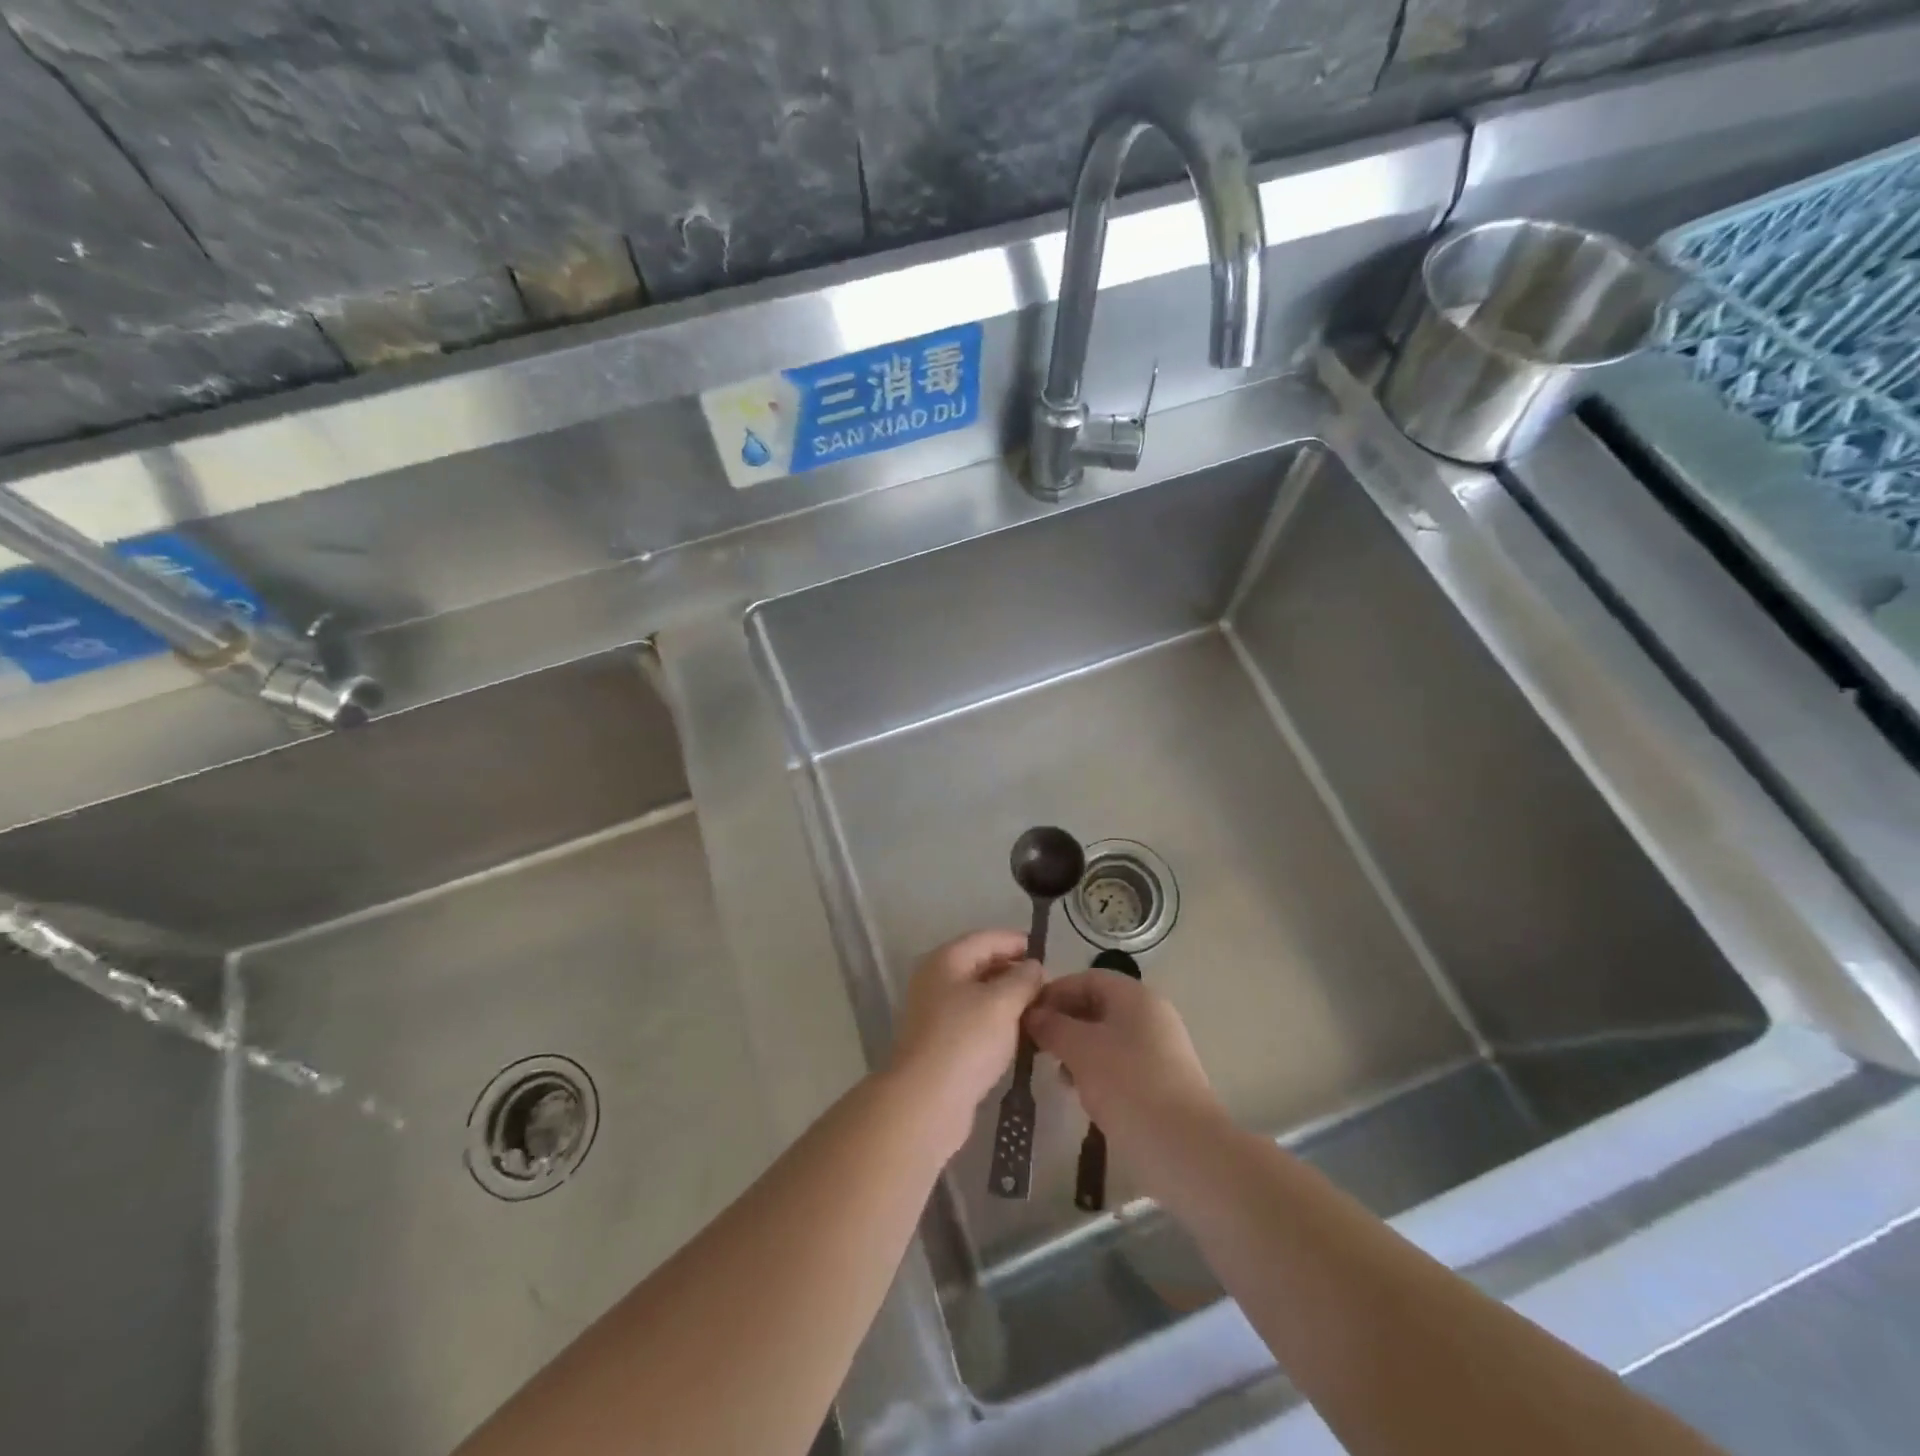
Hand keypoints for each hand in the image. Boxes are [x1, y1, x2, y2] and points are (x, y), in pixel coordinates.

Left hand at [889, 929, 1043, 1156]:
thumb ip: (1023, 979)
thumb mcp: (1003, 1003)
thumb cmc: (966, 1040)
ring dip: (1006, 998)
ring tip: (1037, 1009)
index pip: (986, 938)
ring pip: (977, 994)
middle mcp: (936, 979)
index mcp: (946, 959)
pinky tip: (1018, 1035)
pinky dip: (996, 1021)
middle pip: (980, 964)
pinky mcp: (940, 1041)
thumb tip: (1033, 966)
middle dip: (1013, 971)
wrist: (927, 1100)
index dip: (1016, 942)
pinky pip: (973, 1020)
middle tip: (1045, 985)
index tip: (1045, 953)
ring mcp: (935, 1011)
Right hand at [1024, 969, 1224, 1188]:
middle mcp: (1151, 1014)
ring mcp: (1161, 1049)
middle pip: (1098, 1006)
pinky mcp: (1164, 1081)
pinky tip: (1083, 1095)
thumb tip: (1033, 1014)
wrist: (1186, 1149)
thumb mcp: (1080, 1050)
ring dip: (1078, 1050)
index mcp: (1135, 996)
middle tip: (1037, 1046)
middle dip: (1064, 1023)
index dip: (1054, 992)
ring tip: (1057, 1075)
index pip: (1086, 978)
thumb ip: (1053, 1026)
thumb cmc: (1128, 1085)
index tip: (1026, 1015)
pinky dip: (1098, 1071)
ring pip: (1108, 1037)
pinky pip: (1122, 1063)